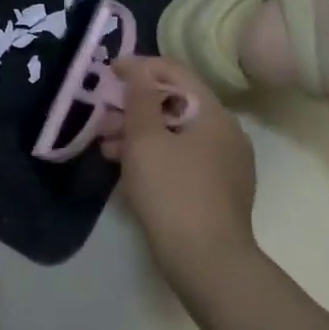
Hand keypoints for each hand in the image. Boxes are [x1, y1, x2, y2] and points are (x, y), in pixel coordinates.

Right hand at [107, 57, 259, 293]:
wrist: (207, 262)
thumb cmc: (172, 191)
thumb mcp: (145, 139)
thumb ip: (140, 98)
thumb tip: (139, 68)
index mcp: (213, 113)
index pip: (175, 72)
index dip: (139, 67)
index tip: (108, 72)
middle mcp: (226, 132)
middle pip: (175, 103)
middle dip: (134, 106)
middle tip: (102, 117)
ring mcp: (226, 164)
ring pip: (176, 133)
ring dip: (140, 134)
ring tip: (106, 148)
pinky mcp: (219, 190)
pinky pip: (183, 158)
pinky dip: (155, 156)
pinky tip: (129, 171)